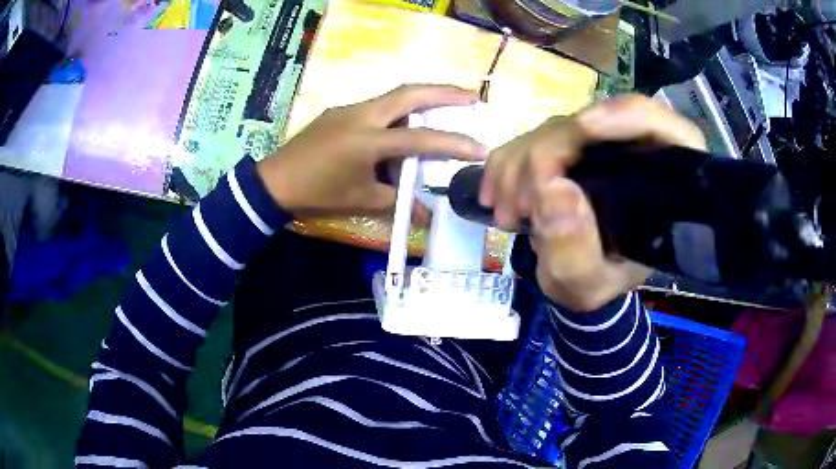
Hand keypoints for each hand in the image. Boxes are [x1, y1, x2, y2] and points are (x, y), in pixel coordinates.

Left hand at [257, 85, 487, 217]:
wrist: (274, 183)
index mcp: (367, 140)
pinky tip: (400, 128)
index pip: (419, 140)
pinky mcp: (339, 112)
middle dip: (444, 92)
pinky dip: (396, 113)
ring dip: (420, 99)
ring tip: (442, 109)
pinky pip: (376, 107)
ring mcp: (349, 109)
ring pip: (393, 96)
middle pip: (409, 93)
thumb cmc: (318, 193)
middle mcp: (361, 115)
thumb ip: (398, 202)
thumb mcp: (361, 201)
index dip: (453, 144)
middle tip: (471, 97)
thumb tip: (427, 216)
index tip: (480, 148)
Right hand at [480, 95, 705, 311]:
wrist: (585, 275)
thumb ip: (576, 253)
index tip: (583, 129)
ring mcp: (598, 142)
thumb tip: (554, 191)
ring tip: (507, 214)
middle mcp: (633, 150)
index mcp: (663, 178)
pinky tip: (496, 196)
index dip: (625, 115)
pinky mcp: (569, 144)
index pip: (658, 125)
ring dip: (519, 165)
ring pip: (556, 128)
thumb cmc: (601, 280)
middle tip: (518, 209)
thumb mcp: (590, 284)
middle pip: (591, 124)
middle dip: (545, 156)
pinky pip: (532, 137)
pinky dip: (508, 163)